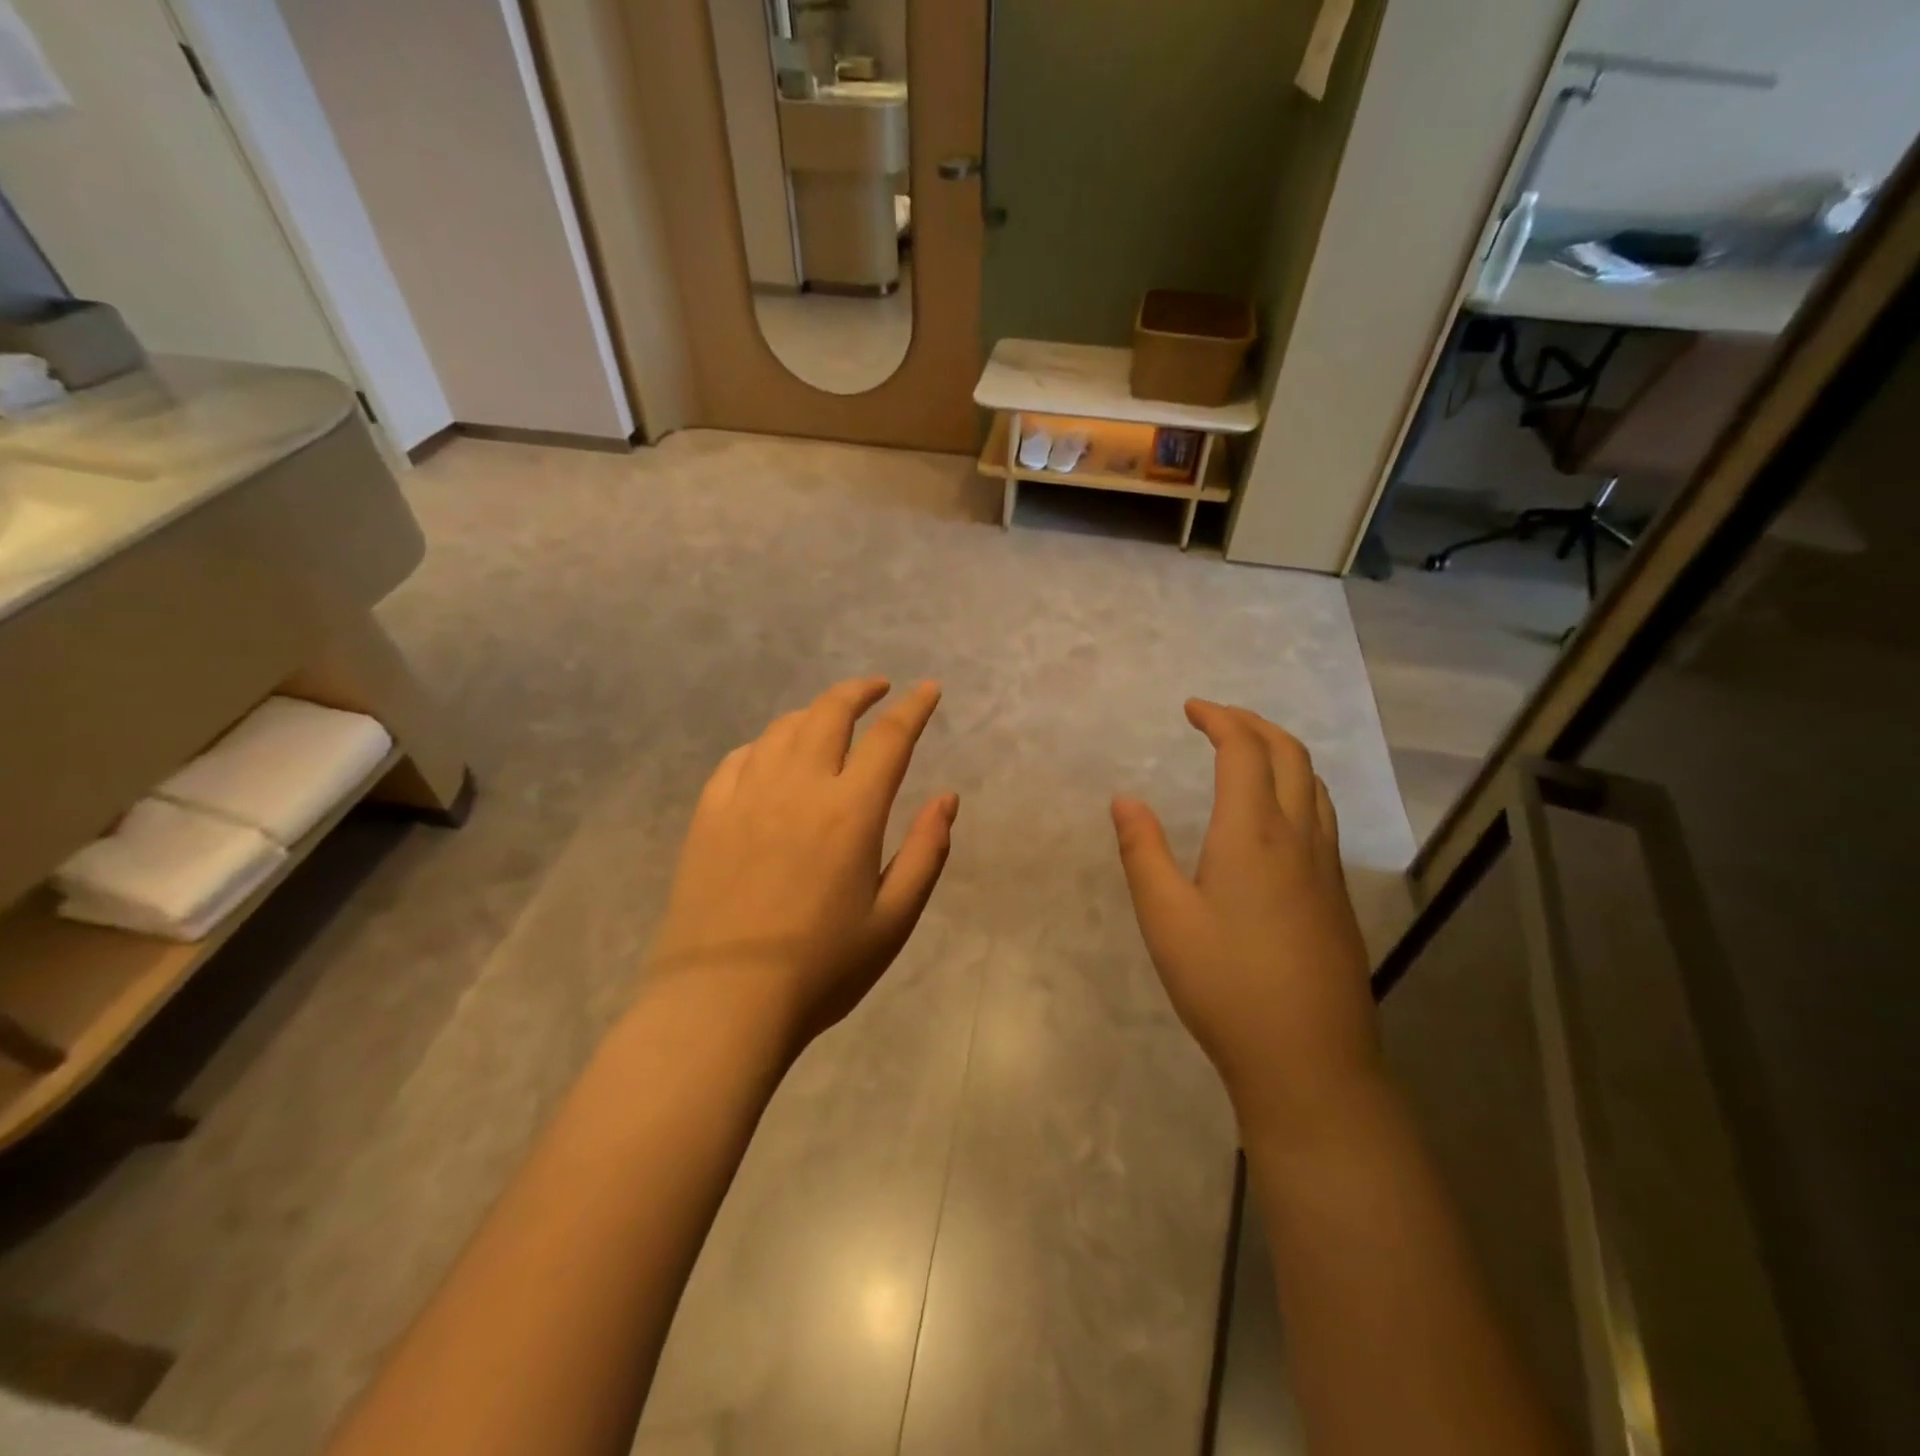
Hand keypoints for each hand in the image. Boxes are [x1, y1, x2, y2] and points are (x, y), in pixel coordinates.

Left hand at [647, 677, 957, 1050]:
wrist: (722, 1003)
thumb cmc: (820, 969)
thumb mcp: (893, 920)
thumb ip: (926, 852)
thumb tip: (947, 798)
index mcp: (851, 811)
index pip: (890, 737)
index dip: (914, 707)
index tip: (928, 689)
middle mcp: (799, 786)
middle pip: (830, 712)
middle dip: (859, 691)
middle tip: (878, 689)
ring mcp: (747, 796)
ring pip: (783, 728)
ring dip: (814, 712)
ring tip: (830, 721)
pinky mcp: (709, 814)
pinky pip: (739, 758)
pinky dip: (766, 744)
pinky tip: (772, 756)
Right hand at [1112, 701, 1380, 1139]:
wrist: (1309, 1060)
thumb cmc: (1225, 984)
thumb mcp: (1165, 918)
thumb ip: (1142, 852)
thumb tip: (1125, 799)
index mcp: (1254, 834)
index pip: (1244, 751)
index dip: (1219, 719)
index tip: (1191, 708)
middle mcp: (1299, 838)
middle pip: (1290, 754)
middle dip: (1253, 724)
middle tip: (1216, 719)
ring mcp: (1327, 868)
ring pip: (1315, 785)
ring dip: (1281, 753)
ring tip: (1246, 755)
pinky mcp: (1338, 897)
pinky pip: (1323, 817)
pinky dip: (1298, 788)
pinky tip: (1274, 818)